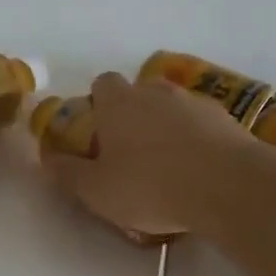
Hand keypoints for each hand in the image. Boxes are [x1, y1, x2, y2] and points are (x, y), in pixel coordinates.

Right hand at [40, 72, 249, 236]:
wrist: (227, 186)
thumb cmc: (150, 186)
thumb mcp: (97, 190)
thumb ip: (68, 173)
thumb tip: (48, 158)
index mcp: (118, 102)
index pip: (102, 84)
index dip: (97, 106)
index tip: (99, 135)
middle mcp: (155, 92)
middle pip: (138, 94)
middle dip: (133, 117)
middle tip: (131, 155)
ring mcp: (194, 101)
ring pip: (172, 108)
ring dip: (167, 128)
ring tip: (169, 167)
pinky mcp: (225, 118)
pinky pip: (201, 124)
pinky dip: (196, 140)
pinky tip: (198, 171)